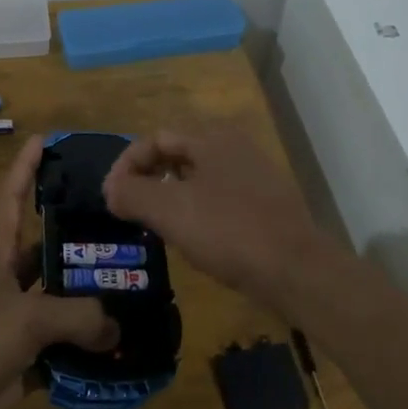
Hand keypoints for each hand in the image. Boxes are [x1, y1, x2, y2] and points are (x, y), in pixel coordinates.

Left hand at [0, 138, 116, 408]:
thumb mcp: (27, 318)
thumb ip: (78, 317)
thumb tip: (115, 328)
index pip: (10, 198)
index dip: (24, 168)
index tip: (42, 140)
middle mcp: (5, 280)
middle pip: (45, 251)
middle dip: (77, 241)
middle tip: (122, 230)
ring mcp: (12, 319)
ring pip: (57, 301)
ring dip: (88, 299)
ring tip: (132, 288)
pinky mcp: (20, 356)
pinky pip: (60, 346)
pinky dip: (85, 348)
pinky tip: (119, 345)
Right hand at [102, 128, 333, 297]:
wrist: (296, 270)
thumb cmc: (228, 231)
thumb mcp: (169, 210)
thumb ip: (132, 193)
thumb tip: (112, 190)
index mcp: (212, 138)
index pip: (155, 139)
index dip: (126, 166)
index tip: (112, 199)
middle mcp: (235, 147)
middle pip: (177, 154)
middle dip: (148, 179)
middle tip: (130, 210)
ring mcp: (255, 175)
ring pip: (198, 178)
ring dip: (171, 196)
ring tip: (156, 226)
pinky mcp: (266, 204)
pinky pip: (219, 198)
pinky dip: (197, 210)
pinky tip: (194, 238)